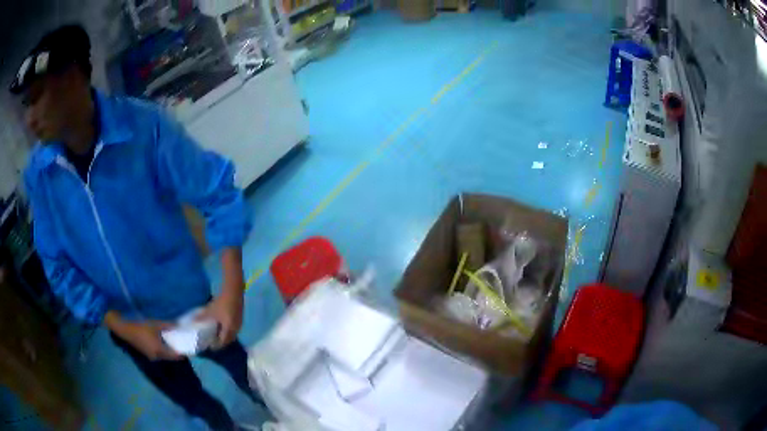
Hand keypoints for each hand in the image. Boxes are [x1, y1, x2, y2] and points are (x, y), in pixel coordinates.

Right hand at [107, 313, 181, 360]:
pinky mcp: (146, 350)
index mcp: (160, 352)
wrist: (122, 327)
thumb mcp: (155, 324)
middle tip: (185, 339)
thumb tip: (180, 325)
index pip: (177, 355)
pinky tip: (165, 337)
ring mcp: (151, 355)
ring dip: (170, 347)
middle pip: (171, 355)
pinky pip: (159, 350)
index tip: (191, 343)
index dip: (184, 350)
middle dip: (178, 348)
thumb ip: (168, 325)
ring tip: (176, 337)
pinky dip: (164, 345)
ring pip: (165, 353)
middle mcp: (157, 356)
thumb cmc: (139, 326)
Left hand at [197, 293, 242, 348]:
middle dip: (222, 342)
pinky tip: (223, 325)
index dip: (217, 345)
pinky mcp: (240, 318)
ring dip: (226, 336)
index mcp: (228, 329)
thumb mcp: (211, 310)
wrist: (233, 292)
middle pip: (229, 340)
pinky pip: (234, 329)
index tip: (210, 346)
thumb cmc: (222, 303)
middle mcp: (235, 329)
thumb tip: (193, 321)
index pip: (223, 342)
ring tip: (218, 334)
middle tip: (214, 341)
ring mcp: (239, 324)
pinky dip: (228, 330)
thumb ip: (202, 317)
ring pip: (232, 334)